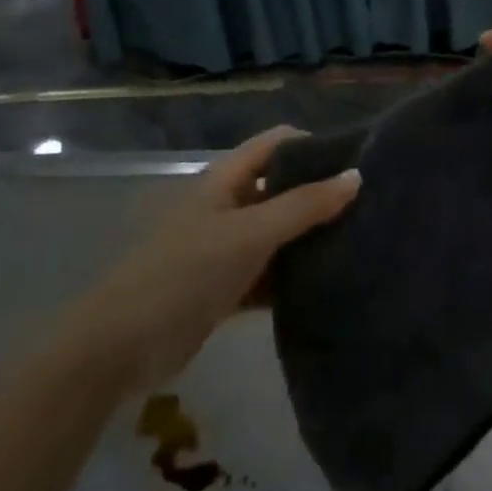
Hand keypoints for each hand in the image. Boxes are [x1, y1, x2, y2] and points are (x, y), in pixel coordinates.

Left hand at [62, 128, 359, 390]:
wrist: (122, 347)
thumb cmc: (187, 273)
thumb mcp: (251, 234)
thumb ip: (304, 205)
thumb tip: (357, 176)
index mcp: (226, 180)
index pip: (277, 143)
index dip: (314, 145)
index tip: (358, 161)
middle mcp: (228, 205)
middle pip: (281, 187)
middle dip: (320, 193)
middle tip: (369, 206)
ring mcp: (226, 247)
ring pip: (278, 232)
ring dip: (310, 237)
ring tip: (360, 243)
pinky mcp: (226, 286)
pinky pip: (270, 272)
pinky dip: (294, 275)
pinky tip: (329, 283)